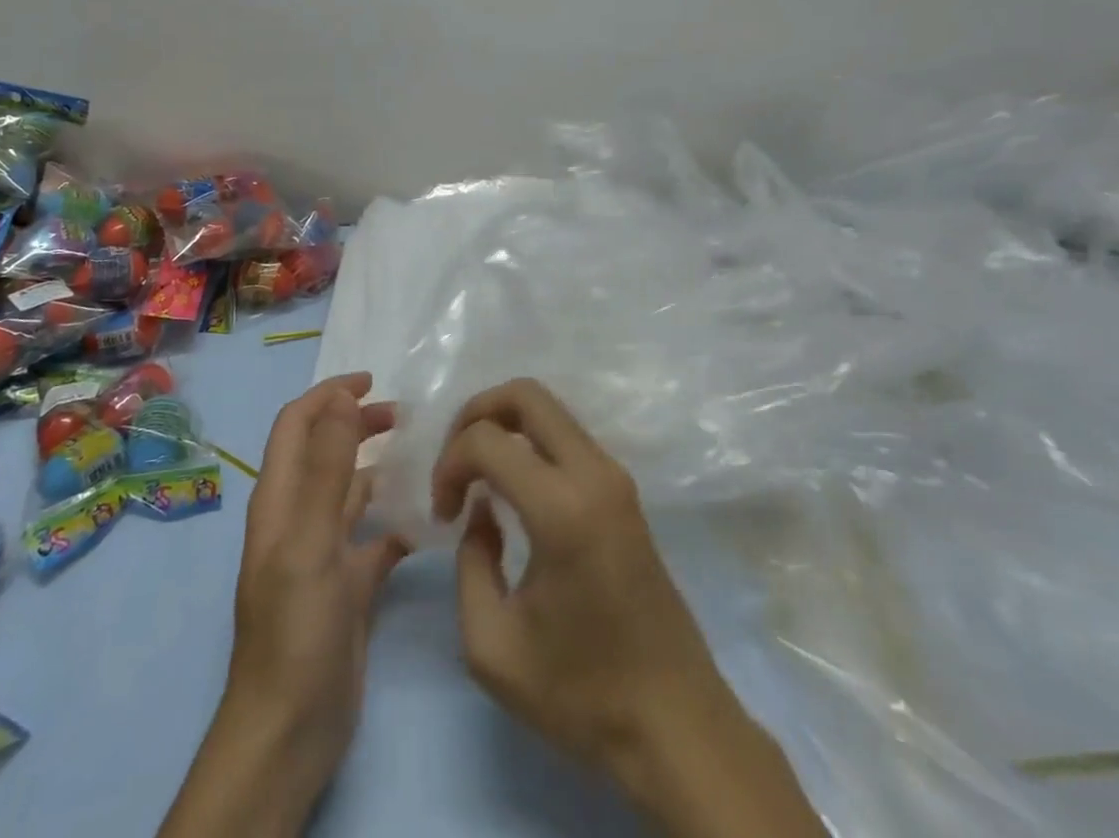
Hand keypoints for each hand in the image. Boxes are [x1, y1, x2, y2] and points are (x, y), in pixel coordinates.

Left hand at [158, 373, 406, 837]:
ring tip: (423, 455)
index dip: (328, 395)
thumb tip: (341, 397)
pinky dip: (397, 521)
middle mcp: (299, 517)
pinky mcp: (348, 585)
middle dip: (357, 423)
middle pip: (325, 450)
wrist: (290, 732)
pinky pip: (375, 538)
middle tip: (404, 415)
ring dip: (379, 467)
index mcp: (280, 500)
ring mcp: (323, 552)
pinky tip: (429, 520)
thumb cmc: (296, 628)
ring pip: (351, 491)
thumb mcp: (310, 541)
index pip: (297, 424)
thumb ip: (326, 468)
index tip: (372, 380)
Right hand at [433, 378, 823, 837]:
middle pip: (526, 394)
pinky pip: (567, 437)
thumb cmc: (582, 693)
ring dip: (504, 427)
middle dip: (476, 413)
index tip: (443, 515)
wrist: (675, 723)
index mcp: (562, 508)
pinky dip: (529, 443)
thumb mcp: (492, 646)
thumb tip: (481, 512)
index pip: (487, 439)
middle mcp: (594, 474)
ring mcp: (615, 477)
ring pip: (549, 410)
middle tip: (455, 464)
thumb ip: (470, 562)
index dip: (449, 464)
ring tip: (478, 477)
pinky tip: (512, 489)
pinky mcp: (624, 490)